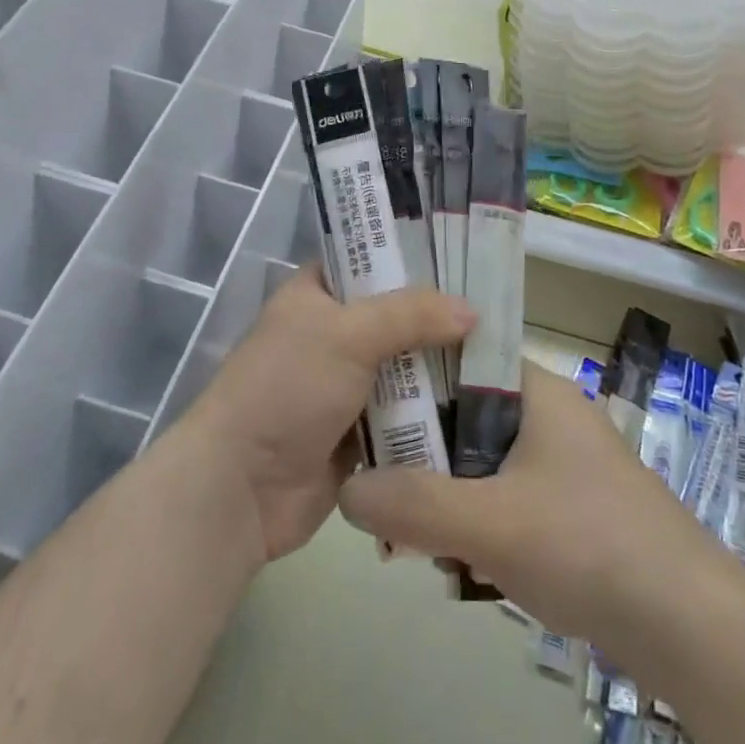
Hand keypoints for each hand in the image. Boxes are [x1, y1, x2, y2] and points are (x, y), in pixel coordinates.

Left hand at [181, 265, 473, 564]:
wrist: (241, 489)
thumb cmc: (287, 388)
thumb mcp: (347, 334)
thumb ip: (410, 314)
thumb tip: (472, 310)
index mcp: (317, 293)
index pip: (369, 259)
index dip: (412, 254)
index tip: (465, 254)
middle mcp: (333, 333)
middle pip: (397, 315)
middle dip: (440, 317)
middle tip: (500, 309)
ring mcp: (347, 384)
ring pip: (406, 366)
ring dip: (443, 368)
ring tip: (503, 357)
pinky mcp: (360, 432)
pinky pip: (407, 414)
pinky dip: (434, 412)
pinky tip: (484, 406)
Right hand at [337, 361, 725, 658]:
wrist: (692, 627)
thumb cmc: (587, 544)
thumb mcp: (489, 522)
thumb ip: (412, 504)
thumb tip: (346, 489)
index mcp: (536, 389)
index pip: (458, 357)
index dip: (411, 377)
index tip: (369, 411)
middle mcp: (550, 414)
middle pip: (465, 415)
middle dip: (423, 455)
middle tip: (384, 492)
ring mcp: (565, 463)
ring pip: (484, 462)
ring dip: (448, 496)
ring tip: (415, 542)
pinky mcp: (573, 508)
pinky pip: (508, 498)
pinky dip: (480, 523)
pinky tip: (462, 566)